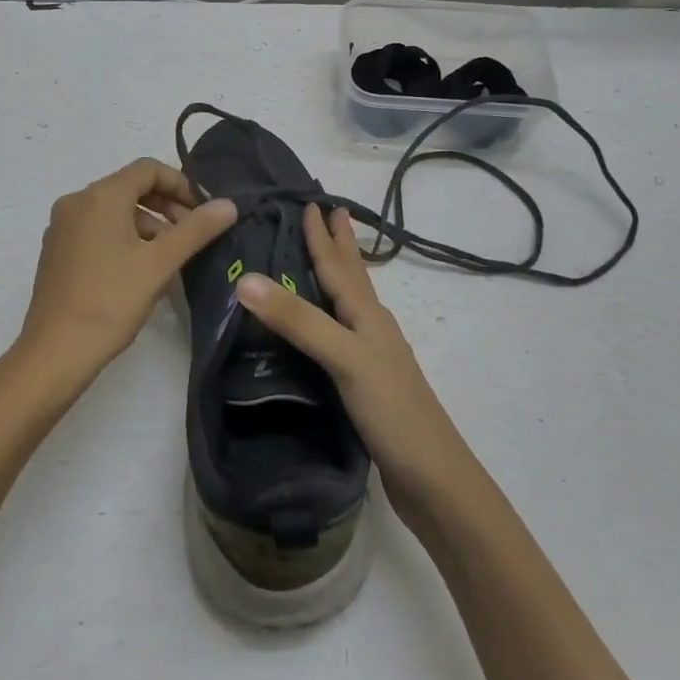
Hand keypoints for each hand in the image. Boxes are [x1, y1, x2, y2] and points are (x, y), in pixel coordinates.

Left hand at [10, 159, 236, 399]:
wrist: (56, 350)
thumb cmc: (111, 300)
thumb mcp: (160, 263)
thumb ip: (196, 229)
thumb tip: (228, 205)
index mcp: (100, 196)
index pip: (147, 169)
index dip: (181, 184)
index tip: (202, 212)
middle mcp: (76, 202)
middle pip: (130, 187)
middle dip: (166, 205)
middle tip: (191, 235)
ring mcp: (62, 227)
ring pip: (113, 210)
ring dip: (146, 224)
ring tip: (169, 257)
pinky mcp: (56, 250)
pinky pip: (96, 229)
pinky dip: (123, 237)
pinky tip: (139, 269)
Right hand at [234, 204, 476, 527]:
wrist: (433, 478)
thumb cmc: (392, 411)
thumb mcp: (344, 359)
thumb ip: (298, 321)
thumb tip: (246, 278)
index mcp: (366, 315)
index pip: (338, 264)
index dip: (322, 235)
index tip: (311, 201)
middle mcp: (370, 327)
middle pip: (352, 276)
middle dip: (338, 244)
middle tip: (328, 211)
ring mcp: (371, 356)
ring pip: (349, 302)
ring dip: (337, 274)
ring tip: (324, 255)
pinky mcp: (364, 383)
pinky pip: (341, 333)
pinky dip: (328, 315)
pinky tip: (324, 325)